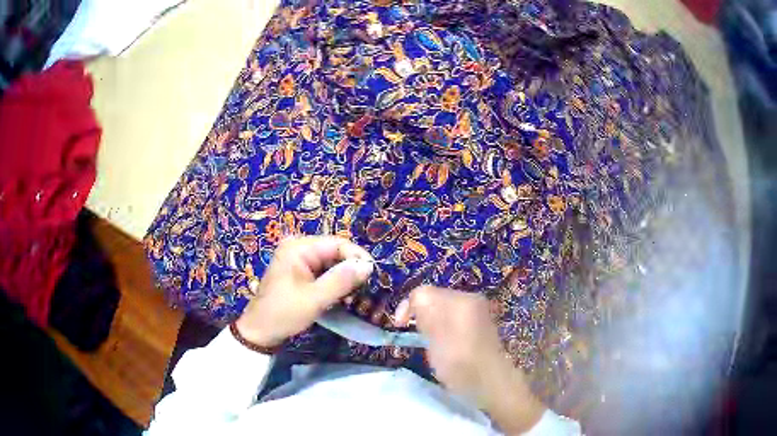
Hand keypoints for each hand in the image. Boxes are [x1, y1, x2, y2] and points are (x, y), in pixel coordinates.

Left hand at [235, 236, 372, 347]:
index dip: (357, 257)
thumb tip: (368, 265)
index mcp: (298, 248)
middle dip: (351, 269)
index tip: (373, 276)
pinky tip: (342, 296)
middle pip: (335, 252)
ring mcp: (298, 260)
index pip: (337, 244)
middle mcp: (298, 247)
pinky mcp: (300, 272)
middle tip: (365, 288)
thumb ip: (341, 280)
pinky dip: (334, 283)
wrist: (259, 332)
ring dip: (344, 278)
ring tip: (356, 295)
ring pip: (331, 263)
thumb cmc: (284, 313)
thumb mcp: (314, 299)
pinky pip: (324, 272)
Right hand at [394, 286, 545, 433]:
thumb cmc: (460, 364)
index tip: (401, 327)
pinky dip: (443, 325)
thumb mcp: (435, 340)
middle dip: (420, 313)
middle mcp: (470, 299)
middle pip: (434, 297)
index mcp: (460, 300)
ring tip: (429, 341)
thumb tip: (414, 301)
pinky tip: (444, 343)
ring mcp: (477, 310)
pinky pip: (454, 316)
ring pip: (443, 307)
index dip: (408, 307)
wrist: (491, 381)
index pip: (423, 292)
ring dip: (431, 320)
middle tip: (416, 335)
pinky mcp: (480, 322)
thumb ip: (425, 314)